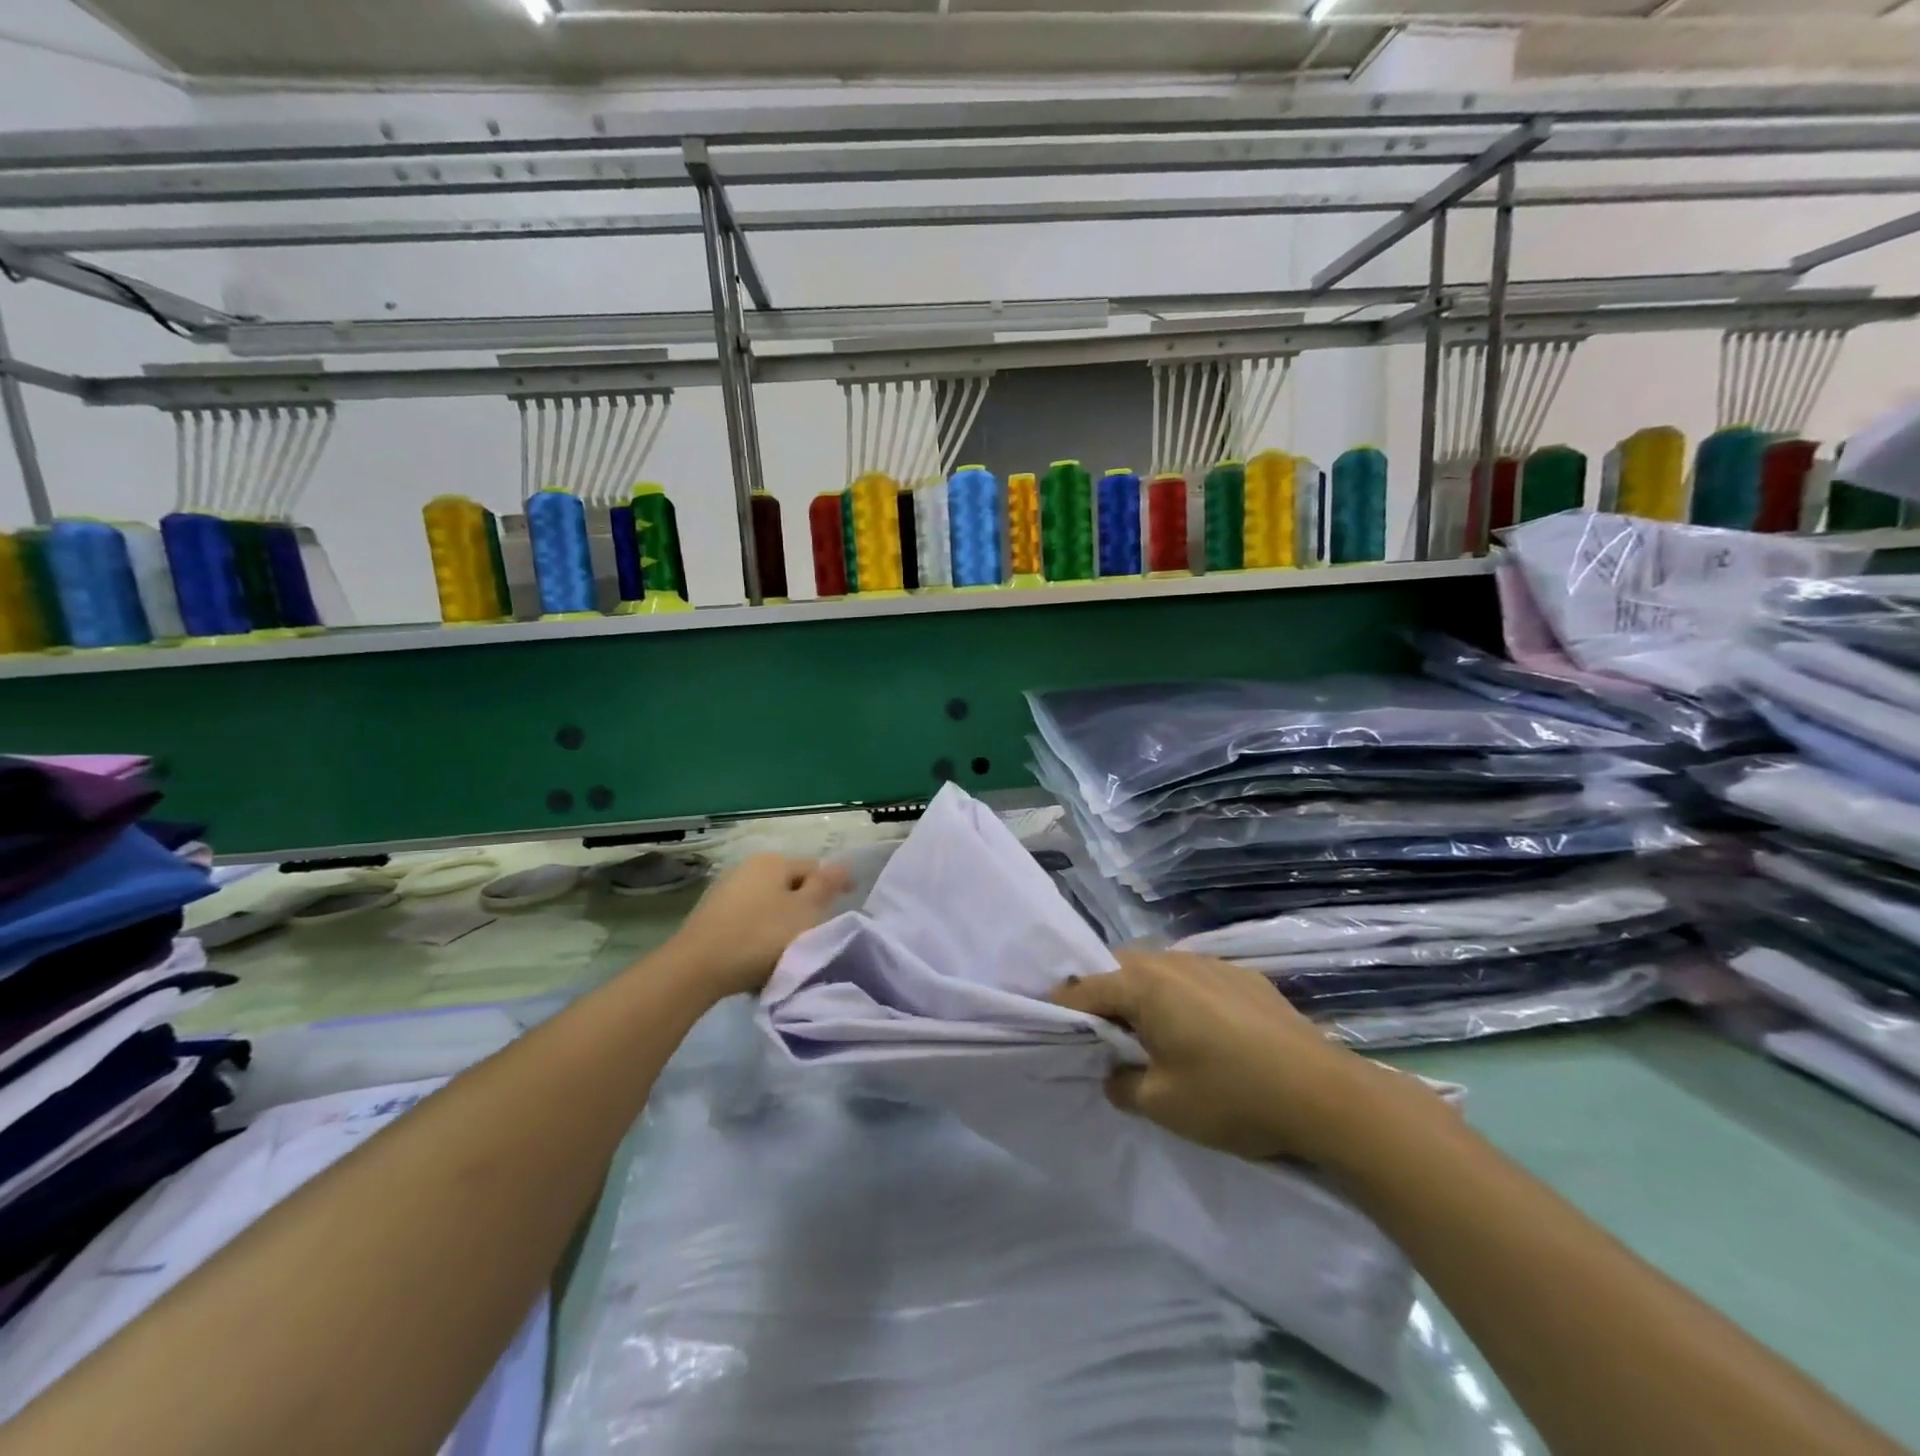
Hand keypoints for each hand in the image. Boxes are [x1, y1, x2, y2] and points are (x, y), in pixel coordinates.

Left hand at [666, 854, 852, 999]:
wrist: (697, 968)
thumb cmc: (760, 936)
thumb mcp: (804, 912)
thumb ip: (825, 886)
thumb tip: (842, 864)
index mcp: (773, 862)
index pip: (814, 867)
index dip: (833, 884)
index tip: (847, 904)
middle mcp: (748, 868)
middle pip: (789, 884)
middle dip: (805, 903)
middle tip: (819, 930)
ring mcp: (726, 891)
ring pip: (768, 902)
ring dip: (782, 919)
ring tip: (792, 947)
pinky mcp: (711, 916)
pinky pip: (748, 919)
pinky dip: (760, 932)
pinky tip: (762, 954)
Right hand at [1052, 948, 1421, 1166]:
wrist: (1325, 1095)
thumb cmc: (1232, 1097)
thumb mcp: (1162, 1105)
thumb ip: (1121, 1084)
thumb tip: (1114, 1071)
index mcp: (1144, 984)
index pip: (1083, 989)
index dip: (1062, 1011)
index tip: (1051, 1033)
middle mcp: (1172, 961)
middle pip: (1118, 971)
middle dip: (1103, 1000)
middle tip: (1102, 1040)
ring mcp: (1211, 964)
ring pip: (1156, 971)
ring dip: (1142, 996)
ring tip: (1150, 1036)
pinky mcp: (1243, 976)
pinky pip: (1192, 978)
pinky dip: (1179, 998)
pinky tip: (1201, 1033)